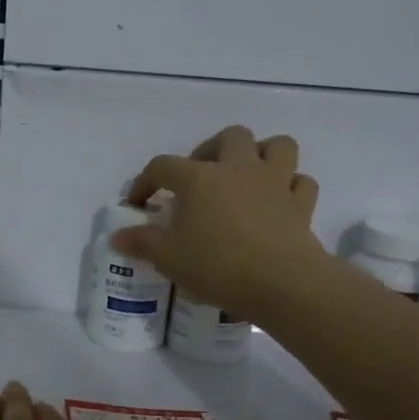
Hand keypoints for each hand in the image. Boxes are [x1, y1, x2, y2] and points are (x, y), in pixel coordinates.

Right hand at [113, 125, 328, 319]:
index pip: (163, 166)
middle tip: (200, 177)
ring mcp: (275, 183)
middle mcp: (238, 169)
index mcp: (199, 178)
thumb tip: (117, 236)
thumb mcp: (168, 258)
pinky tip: (278, 202)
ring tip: (245, 177)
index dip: (146, 181)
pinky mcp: (301, 205)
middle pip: (230, 137)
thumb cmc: (217, 265)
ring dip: (262, 154)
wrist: (281, 283)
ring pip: (277, 146)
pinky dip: (290, 187)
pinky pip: (301, 182)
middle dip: (212, 150)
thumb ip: (141, 242)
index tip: (139, 203)